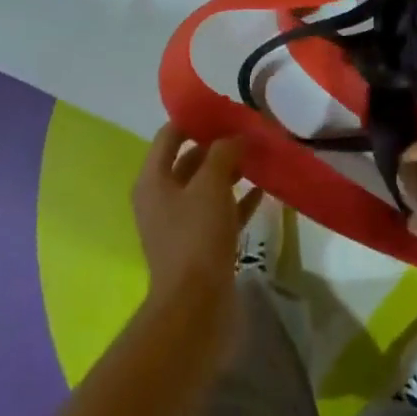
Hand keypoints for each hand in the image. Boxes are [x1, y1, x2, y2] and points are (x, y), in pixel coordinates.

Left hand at [132, 126, 259, 311]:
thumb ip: (223, 152)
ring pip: (207, 186)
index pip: (170, 134)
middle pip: (190, 160)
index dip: (196, 118)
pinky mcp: (200, 245)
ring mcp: (180, 224)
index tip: (225, 107)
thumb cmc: (196, 236)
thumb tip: (235, 136)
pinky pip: (220, 212)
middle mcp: (162, 198)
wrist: (195, 308)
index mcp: (153, 180)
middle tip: (249, 130)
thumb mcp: (211, 184)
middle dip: (218, 144)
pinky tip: (263, 190)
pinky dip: (239, 199)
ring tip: (260, 155)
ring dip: (231, 171)